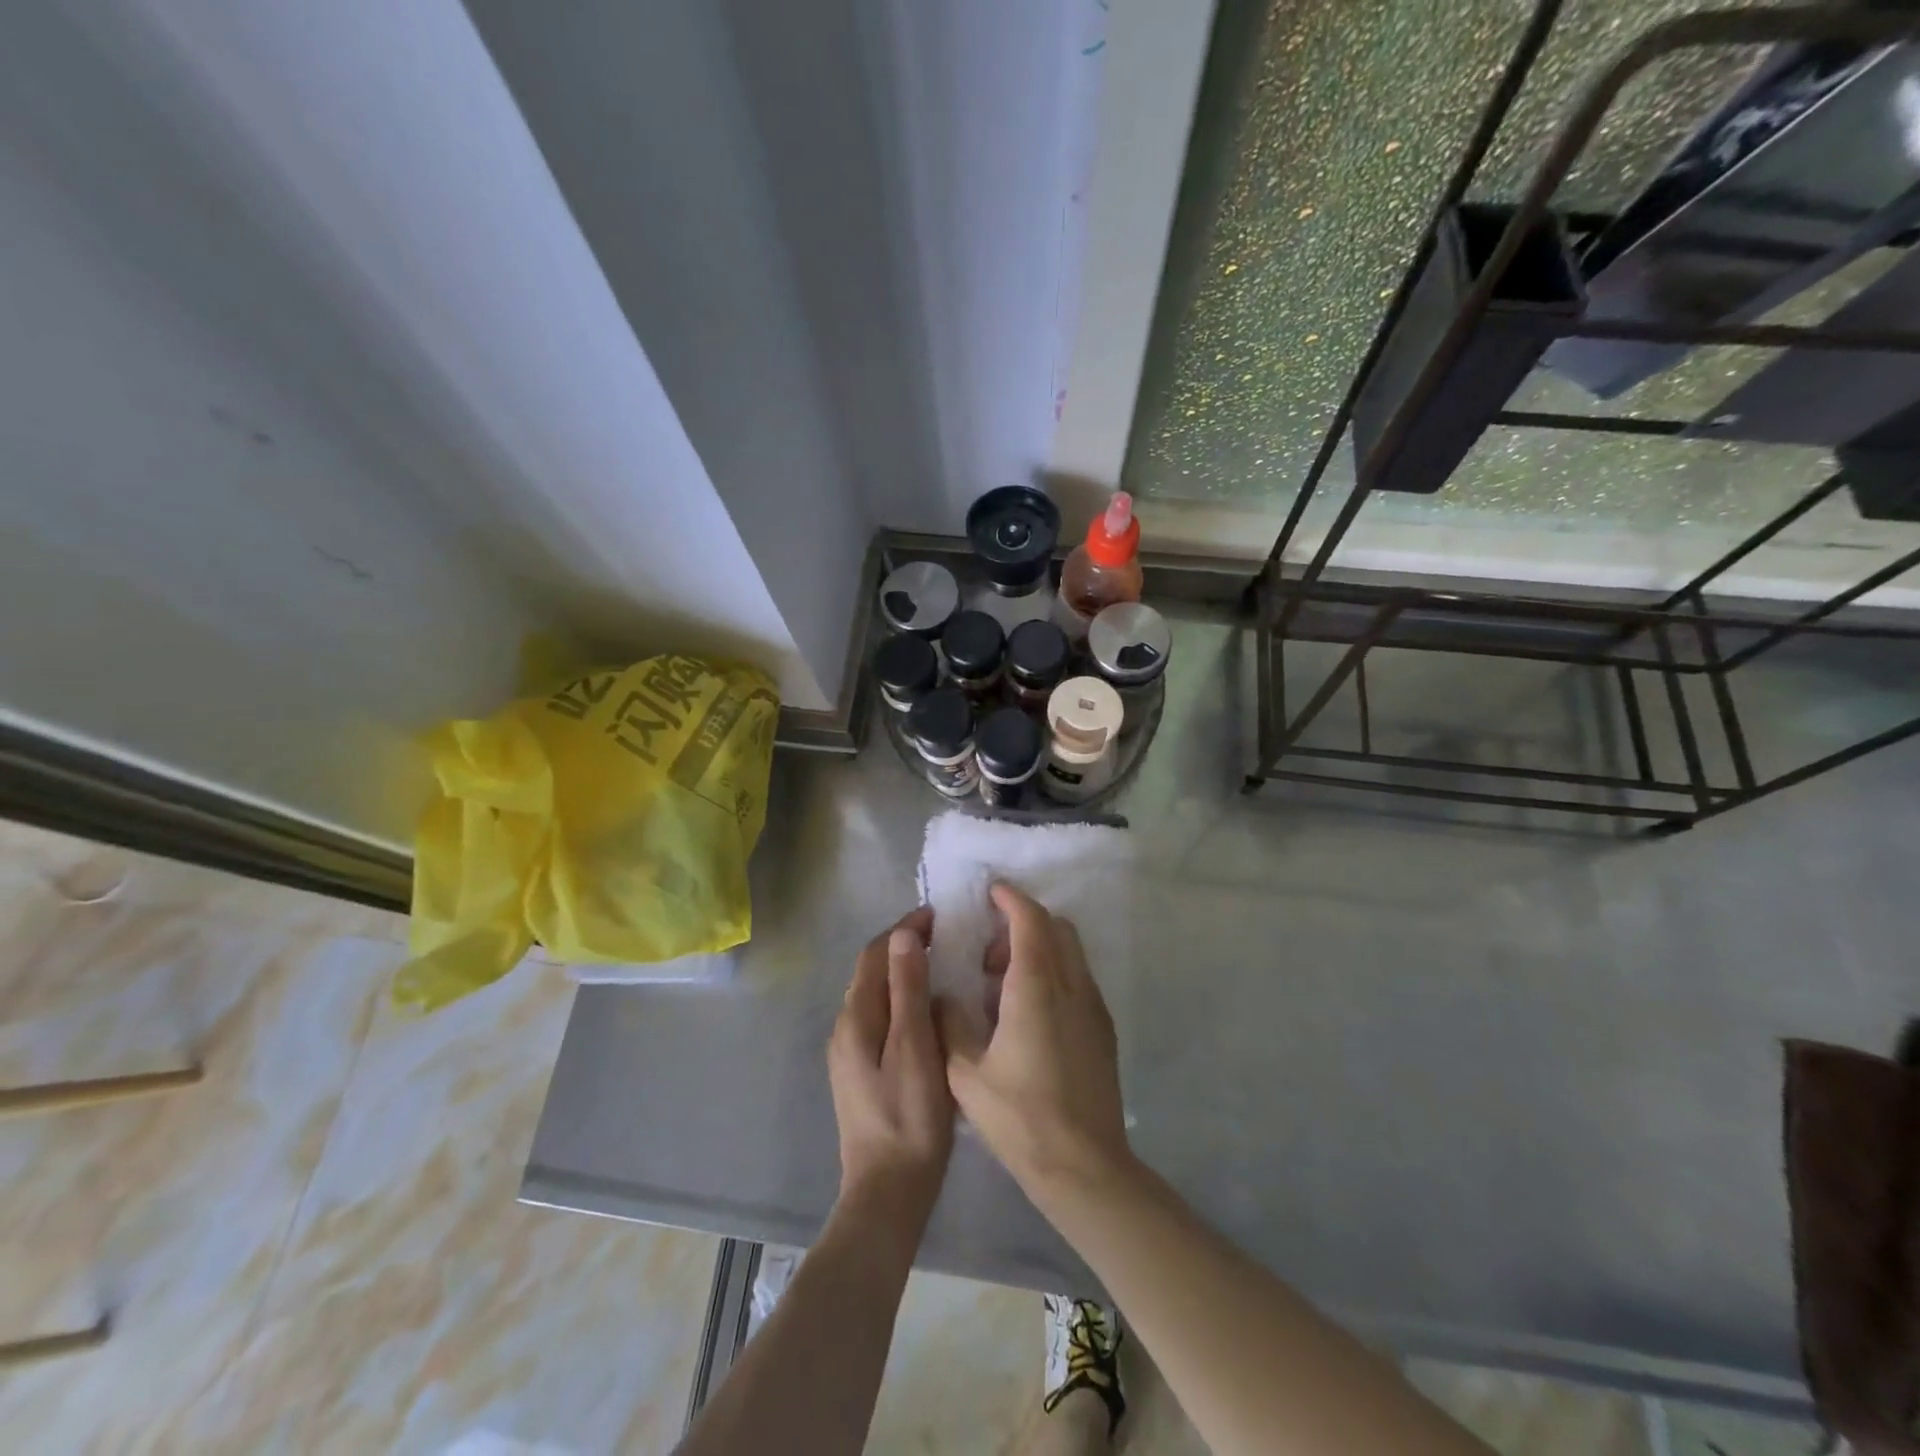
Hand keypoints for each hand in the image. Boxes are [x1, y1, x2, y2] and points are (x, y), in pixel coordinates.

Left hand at [827, 907, 953, 1229]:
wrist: (888, 1191)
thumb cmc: (908, 1116)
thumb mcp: (913, 1046)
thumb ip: (907, 989)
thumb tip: (902, 934)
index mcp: (855, 1017)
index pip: (875, 953)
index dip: (903, 929)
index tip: (938, 915)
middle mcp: (845, 1027)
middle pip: (873, 971)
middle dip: (904, 947)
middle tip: (947, 937)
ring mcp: (850, 1052)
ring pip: (878, 995)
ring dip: (904, 973)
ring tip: (944, 966)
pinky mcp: (862, 1071)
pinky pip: (882, 1018)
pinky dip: (903, 1001)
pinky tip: (930, 1012)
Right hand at [938, 884, 1132, 1210]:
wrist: (1084, 1166)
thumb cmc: (1020, 1118)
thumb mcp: (965, 1074)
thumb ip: (950, 1024)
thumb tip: (944, 997)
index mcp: (1035, 988)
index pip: (1030, 920)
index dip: (1010, 899)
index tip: (991, 892)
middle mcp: (1071, 986)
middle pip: (1056, 928)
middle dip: (1023, 923)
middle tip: (989, 952)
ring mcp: (1093, 1007)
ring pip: (1071, 952)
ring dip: (1039, 949)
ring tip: (1003, 985)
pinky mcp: (1103, 1029)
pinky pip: (1078, 979)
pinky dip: (1054, 973)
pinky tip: (1029, 1013)